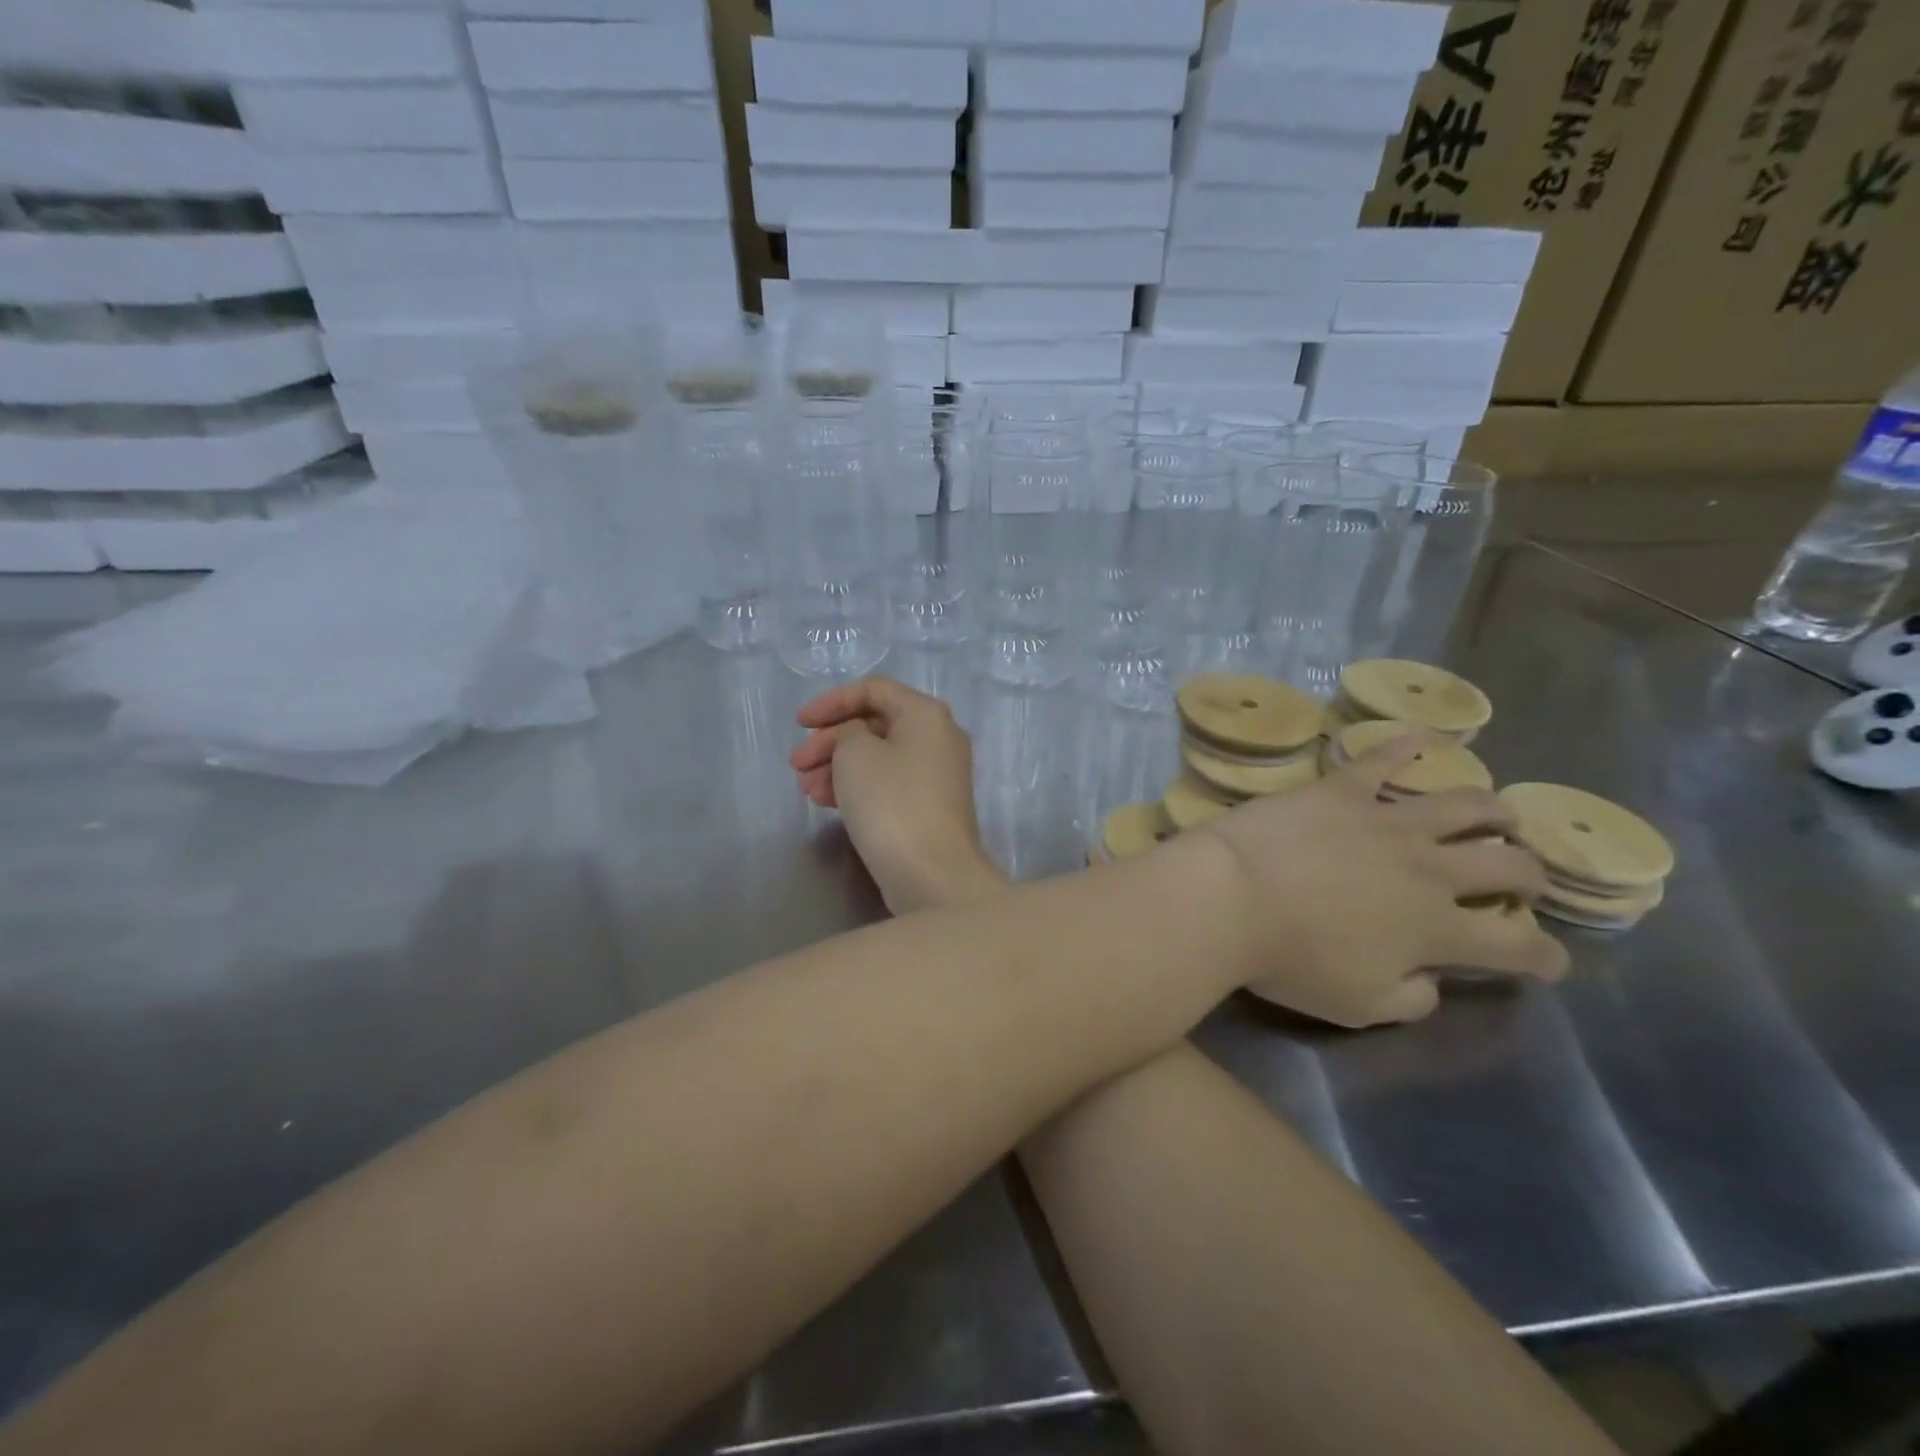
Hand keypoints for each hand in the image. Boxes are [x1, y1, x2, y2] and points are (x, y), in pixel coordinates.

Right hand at [791, 678, 1005, 914]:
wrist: (933, 874)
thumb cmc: (892, 804)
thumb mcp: (855, 754)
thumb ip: (846, 732)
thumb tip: (854, 738)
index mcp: (926, 714)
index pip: (873, 690)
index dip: (831, 702)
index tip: (799, 724)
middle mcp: (938, 737)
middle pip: (875, 725)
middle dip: (830, 741)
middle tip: (796, 765)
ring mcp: (937, 775)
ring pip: (878, 757)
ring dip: (837, 767)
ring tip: (807, 791)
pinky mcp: (929, 807)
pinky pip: (887, 784)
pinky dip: (857, 787)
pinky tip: (827, 803)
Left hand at [1192, 732, 1568, 1028]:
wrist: (1230, 895)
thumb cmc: (1288, 959)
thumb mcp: (1358, 1005)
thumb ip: (1411, 997)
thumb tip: (1434, 981)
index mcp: (1438, 929)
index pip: (1517, 944)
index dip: (1545, 955)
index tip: (1551, 961)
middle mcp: (1428, 869)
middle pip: (1507, 864)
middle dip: (1530, 874)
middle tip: (1525, 878)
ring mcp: (1386, 820)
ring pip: (1465, 804)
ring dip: (1494, 810)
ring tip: (1502, 814)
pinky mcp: (1341, 789)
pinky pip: (1380, 758)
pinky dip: (1404, 745)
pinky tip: (1419, 737)